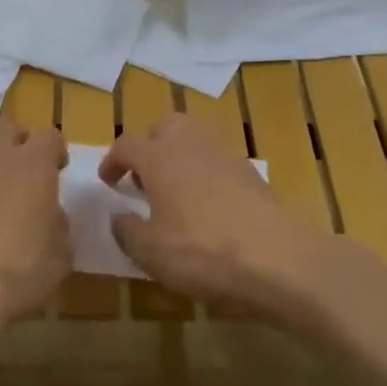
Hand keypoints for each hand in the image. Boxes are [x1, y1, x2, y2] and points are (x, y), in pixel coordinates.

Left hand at [0, 119, 70, 333]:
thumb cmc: (17, 272)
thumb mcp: (60, 258)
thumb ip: (59, 227)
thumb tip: (51, 215)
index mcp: (34, 164)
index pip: (51, 137)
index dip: (56, 151)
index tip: (58, 170)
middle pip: (8, 128)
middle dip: (18, 142)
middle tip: (25, 172)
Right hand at [101, 114, 329, 319]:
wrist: (277, 259)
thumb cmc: (202, 251)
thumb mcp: (150, 252)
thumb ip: (126, 231)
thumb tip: (119, 218)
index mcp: (159, 157)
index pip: (126, 145)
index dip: (112, 161)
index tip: (108, 183)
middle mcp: (190, 144)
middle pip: (165, 126)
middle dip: (150, 145)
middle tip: (144, 177)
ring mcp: (225, 155)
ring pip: (195, 137)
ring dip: (180, 155)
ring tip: (175, 188)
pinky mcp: (251, 172)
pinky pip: (218, 160)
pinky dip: (206, 172)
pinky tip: (208, 204)